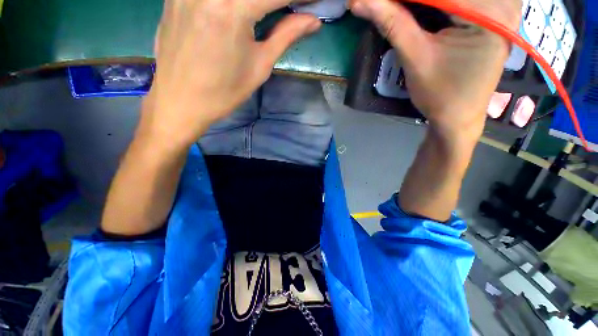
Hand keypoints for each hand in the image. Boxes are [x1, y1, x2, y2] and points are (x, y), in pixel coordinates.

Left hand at [140, 0, 321, 147]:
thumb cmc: (224, 92)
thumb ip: (286, 35)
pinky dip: (234, 0)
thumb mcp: (259, 67)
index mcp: (232, 10)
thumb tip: (313, 20)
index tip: (315, 1)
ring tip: (269, 12)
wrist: (180, 101)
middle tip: (293, 7)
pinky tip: (242, 10)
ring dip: (259, 0)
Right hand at [350, 0, 520, 140]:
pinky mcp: (493, 17)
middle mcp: (502, 4)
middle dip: (413, 0)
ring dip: (423, 3)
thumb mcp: (415, 57)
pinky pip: (462, 2)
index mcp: (488, 12)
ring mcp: (501, 9)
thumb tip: (360, 2)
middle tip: (389, 7)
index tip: (375, 1)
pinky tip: (422, 10)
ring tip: (401, 10)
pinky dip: (439, 5)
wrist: (457, 118)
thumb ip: (392, 23)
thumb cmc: (439, 94)